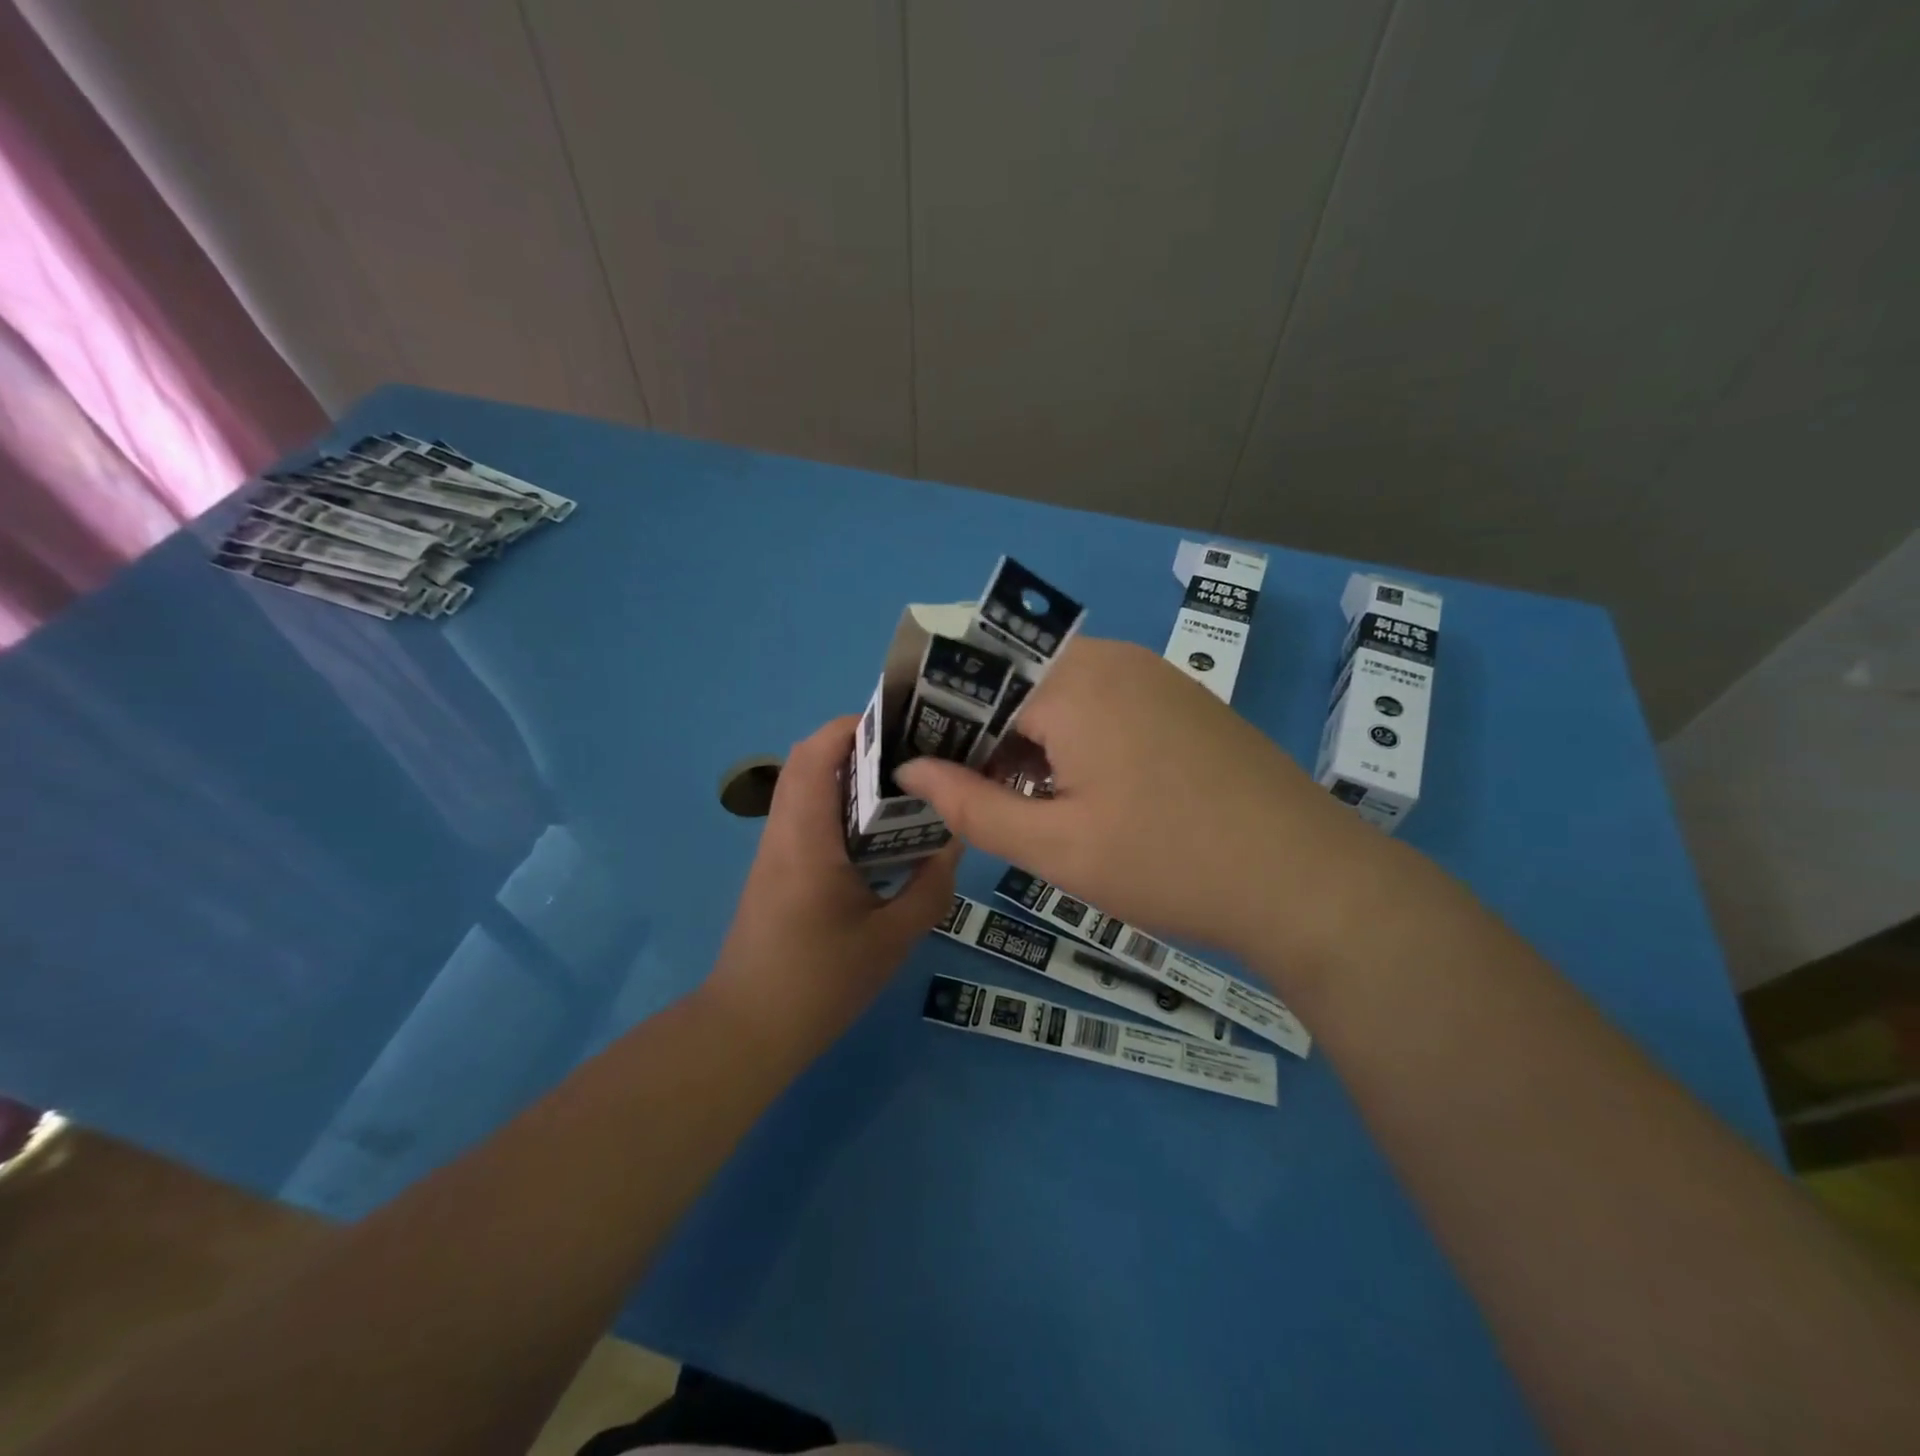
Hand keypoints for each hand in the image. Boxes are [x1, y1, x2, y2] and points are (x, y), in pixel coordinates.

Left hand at [705, 716, 958, 1061]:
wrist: (748, 1030)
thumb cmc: (819, 982)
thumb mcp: (891, 938)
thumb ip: (929, 887)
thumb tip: (954, 843)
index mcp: (807, 838)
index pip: (817, 754)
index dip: (853, 726)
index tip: (902, 725)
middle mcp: (784, 832)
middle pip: (809, 762)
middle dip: (858, 746)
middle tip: (912, 756)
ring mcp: (775, 851)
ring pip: (806, 788)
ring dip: (849, 776)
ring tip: (904, 788)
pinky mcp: (776, 870)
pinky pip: (807, 817)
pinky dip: (840, 807)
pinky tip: (879, 835)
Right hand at [894, 637, 1383, 968]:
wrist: (1306, 880)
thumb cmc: (1169, 863)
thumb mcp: (1056, 847)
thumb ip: (971, 805)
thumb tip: (909, 770)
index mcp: (1073, 682)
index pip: (976, 684)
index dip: (939, 726)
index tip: (920, 771)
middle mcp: (1112, 660)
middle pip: (1017, 680)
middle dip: (982, 733)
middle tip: (966, 794)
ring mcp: (1153, 675)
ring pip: (1059, 691)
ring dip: (1027, 737)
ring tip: (1017, 799)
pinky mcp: (1180, 699)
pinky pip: (1102, 701)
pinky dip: (1071, 736)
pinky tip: (1077, 790)